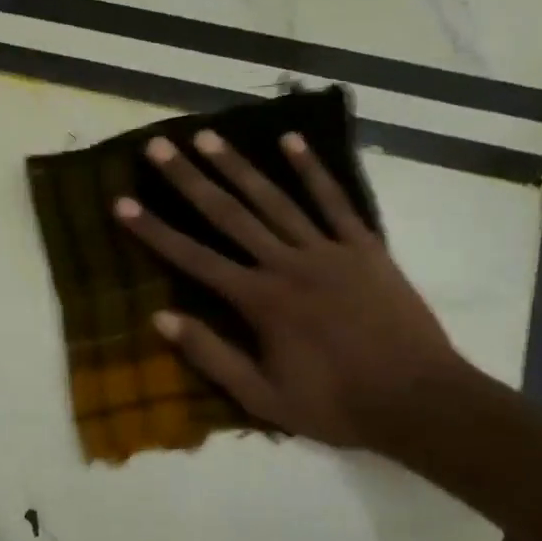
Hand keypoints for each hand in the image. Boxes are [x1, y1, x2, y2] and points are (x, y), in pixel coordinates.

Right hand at [113, 128, 468, 452]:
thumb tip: (160, 318)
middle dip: (188, 179)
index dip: (154, 230)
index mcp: (260, 300)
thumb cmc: (337, 404)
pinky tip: (291, 141)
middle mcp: (286, 263)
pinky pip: (334, 201)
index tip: (122, 202)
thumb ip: (211, 356)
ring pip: (274, 199)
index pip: (193, 258)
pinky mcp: (363, 247)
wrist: (420, 401)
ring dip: (238, 165)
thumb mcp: (264, 398)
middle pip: (228, 214)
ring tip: (208, 136)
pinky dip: (313, 170)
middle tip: (159, 146)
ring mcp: (327, 250)